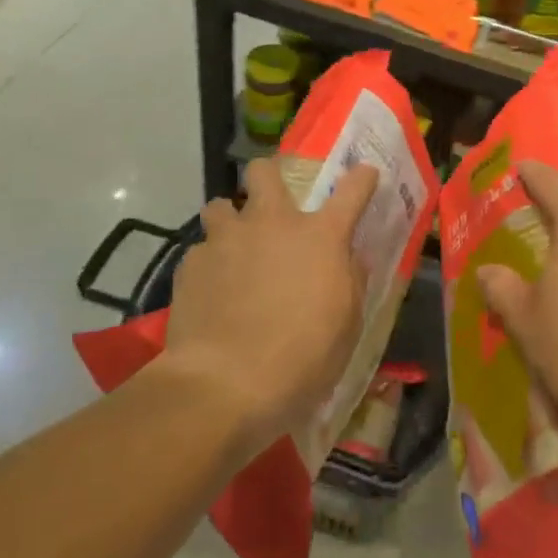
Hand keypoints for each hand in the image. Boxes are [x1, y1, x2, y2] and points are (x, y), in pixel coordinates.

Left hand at [160, 158, 379, 456]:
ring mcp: (228, 238)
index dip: (361, 179)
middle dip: (267, 176)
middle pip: (264, 171)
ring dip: (229, 221)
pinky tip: (209, 292)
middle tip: (269, 203)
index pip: (352, 191)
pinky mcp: (192, 263)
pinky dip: (208, 265)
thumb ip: (351, 283)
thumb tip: (351, 258)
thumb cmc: (301, 361)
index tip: (364, 175)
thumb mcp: (346, 328)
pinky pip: (201, 251)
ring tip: (231, 248)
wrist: (224, 385)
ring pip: (221, 205)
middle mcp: (273, 223)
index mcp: (320, 237)